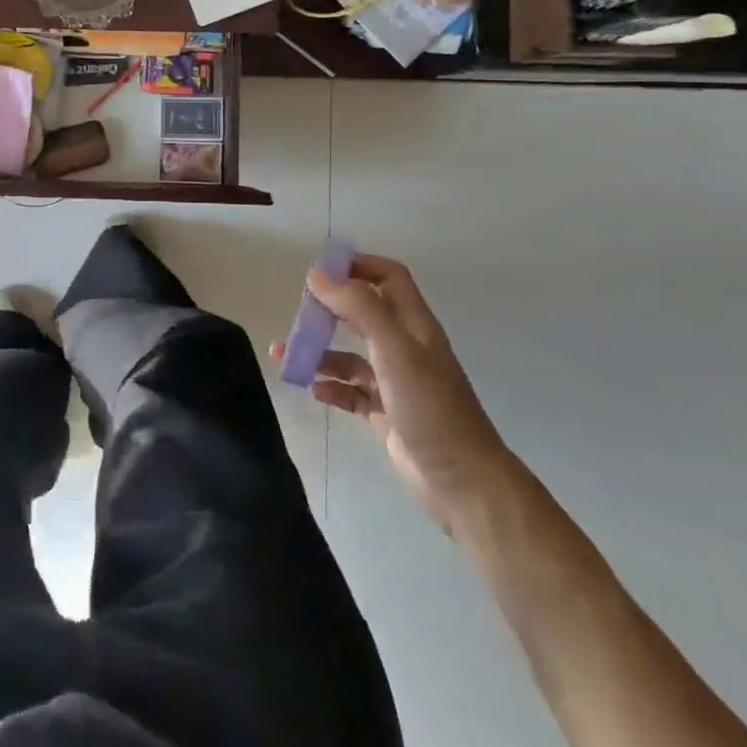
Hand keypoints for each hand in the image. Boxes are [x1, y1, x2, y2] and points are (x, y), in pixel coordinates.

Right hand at [273, 254, 514, 533]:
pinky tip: (312, 389)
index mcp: (414, 325)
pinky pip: (349, 390)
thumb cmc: (430, 407)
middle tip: (299, 314)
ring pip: (349, 354)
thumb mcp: (394, 349)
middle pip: (362, 312)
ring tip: (286, 356)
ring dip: (319, 351)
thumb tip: (318, 275)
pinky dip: (329, 386)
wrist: (461, 481)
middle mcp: (404, 347)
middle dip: (329, 309)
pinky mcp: (384, 411)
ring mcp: (394, 381)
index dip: (358, 266)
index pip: (388, 277)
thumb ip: (359, 307)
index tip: (320, 272)